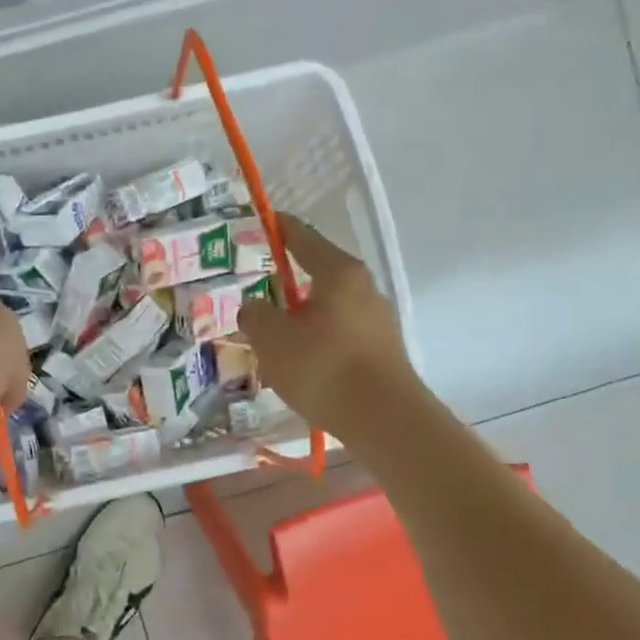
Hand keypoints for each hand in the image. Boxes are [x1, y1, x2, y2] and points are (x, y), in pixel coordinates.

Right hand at [238, 215, 416, 432]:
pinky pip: (339, 335)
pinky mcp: (381, 351)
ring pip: (328, 309)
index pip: (303, 238)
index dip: (280, 229)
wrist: (384, 419)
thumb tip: (255, 306)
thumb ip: (256, 315)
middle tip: (258, 294)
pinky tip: (300, 365)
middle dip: (288, 284)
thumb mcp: (272, 339)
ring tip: (274, 339)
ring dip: (301, 319)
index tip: (264, 220)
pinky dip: (317, 342)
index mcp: (338, 273)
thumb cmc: (323, 368)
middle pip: (318, 275)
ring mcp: (377, 321)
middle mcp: (363, 289)